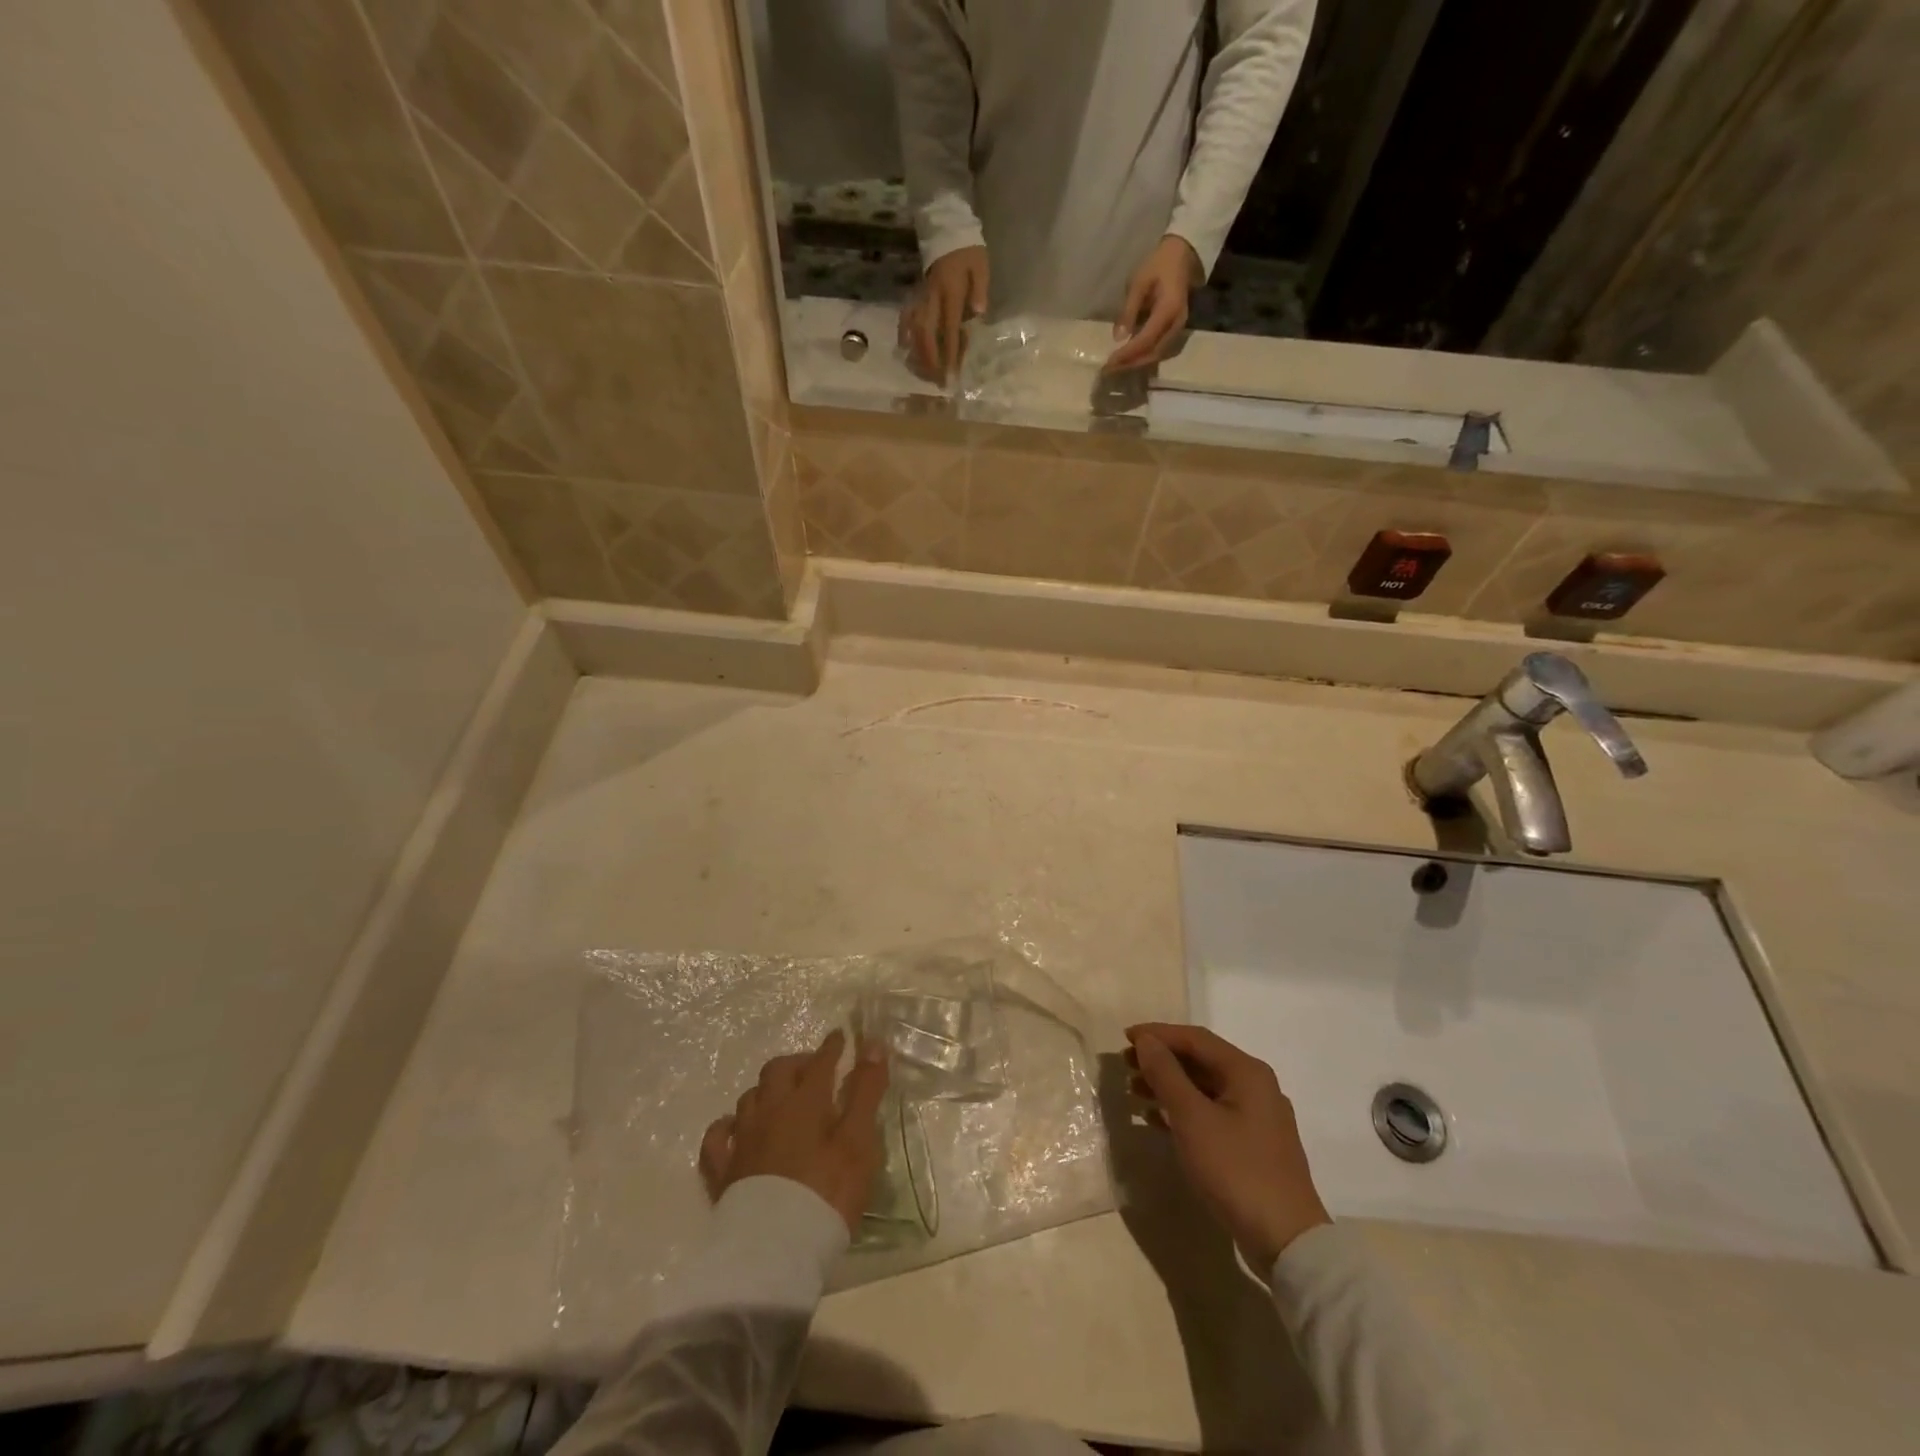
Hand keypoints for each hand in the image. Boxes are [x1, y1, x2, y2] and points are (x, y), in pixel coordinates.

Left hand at [699, 1030, 889, 1236]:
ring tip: (781, 1097)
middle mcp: (769, 1111)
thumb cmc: (827, 1192)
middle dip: (797, 1062)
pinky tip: (735, 1128)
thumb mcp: (859, 1141)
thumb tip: (873, 1044)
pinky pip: (718, 1137)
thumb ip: (866, 1091)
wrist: (775, 1251)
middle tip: (813, 1068)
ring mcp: (742, 1140)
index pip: (819, 1062)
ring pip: (750, 1097)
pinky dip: (728, 1126)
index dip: (832, 1047)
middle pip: (778, 1071)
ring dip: (767, 1089)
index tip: (840, 1037)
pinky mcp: (723, 1172)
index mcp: (805, 1101)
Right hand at [903, 245, 988, 383]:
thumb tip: (978, 314)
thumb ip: (979, 290)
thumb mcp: (980, 267)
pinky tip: (904, 348)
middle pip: (927, 334)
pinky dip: (904, 333)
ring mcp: (922, 297)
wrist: (946, 230)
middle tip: (936, 380)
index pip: (949, 329)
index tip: (950, 374)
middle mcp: (933, 298)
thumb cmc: (968, 251)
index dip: (949, 353)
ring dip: (917, 352)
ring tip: (922, 372)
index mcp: (951, 292)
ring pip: (915, 329)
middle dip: (930, 359)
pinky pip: (906, 317)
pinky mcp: (916, 295)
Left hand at [1106, 235, 1199, 372]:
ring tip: (1116, 367)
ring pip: (1156, 355)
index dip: (1127, 354)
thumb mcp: (1139, 283)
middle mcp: (1176, 324)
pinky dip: (1143, 357)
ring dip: (1136, 364)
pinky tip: (1129, 359)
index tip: (1109, 362)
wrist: (1182, 255)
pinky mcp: (1175, 331)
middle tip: (1109, 369)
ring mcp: (1178, 329)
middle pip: (1152, 353)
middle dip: (1130, 364)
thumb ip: (1128, 311)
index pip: (1146, 340)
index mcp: (1168, 310)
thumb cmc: (1158, 265)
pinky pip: (1159, 350)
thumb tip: (1117, 338)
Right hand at [1126, 1023, 1330, 1270]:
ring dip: (1168, 1086)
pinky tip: (1156, 1120)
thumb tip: (1146, 1041)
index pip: (1196, 1038)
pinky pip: (1211, 1113)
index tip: (1125, 1039)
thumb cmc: (1236, 1170)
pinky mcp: (1252, 1146)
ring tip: (1134, 1091)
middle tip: (1126, 1065)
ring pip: (1204, 1088)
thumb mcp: (1193, 1118)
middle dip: (1161, 1060)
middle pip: (1201, 1061)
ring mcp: (1257, 1118)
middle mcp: (1256, 1087)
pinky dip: (1182, 1111)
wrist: (1287, 1241)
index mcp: (1247, 1072)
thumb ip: (1166, 1074)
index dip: (1158, 1034)